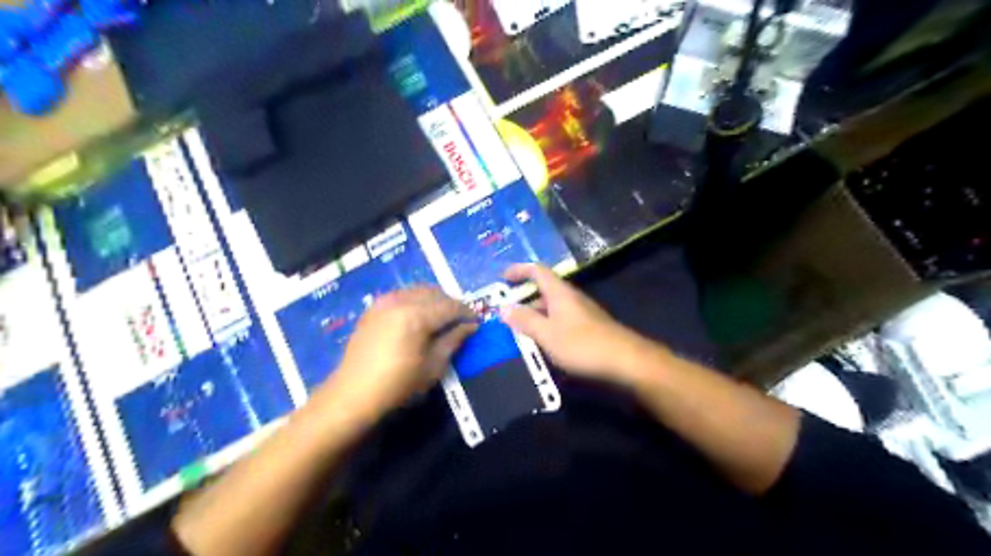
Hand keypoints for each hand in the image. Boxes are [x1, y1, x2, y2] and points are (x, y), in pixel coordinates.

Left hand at [315, 288, 472, 418]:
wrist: (353, 393)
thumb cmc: (397, 385)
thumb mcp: (433, 366)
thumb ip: (454, 340)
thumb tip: (471, 326)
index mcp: (416, 316)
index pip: (450, 306)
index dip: (467, 313)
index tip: (477, 322)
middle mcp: (400, 301)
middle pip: (435, 293)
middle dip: (451, 304)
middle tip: (461, 321)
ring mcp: (384, 302)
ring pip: (419, 290)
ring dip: (435, 300)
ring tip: (442, 318)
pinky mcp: (374, 308)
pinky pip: (402, 295)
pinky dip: (416, 300)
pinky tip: (419, 317)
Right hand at [504, 265, 655, 386]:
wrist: (625, 360)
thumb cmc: (582, 344)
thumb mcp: (546, 334)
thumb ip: (524, 321)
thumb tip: (503, 308)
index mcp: (559, 292)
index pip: (537, 271)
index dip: (519, 270)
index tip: (502, 278)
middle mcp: (570, 297)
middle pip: (543, 290)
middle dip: (523, 299)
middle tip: (505, 313)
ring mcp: (581, 312)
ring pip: (552, 308)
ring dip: (534, 315)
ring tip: (518, 331)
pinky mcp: (588, 327)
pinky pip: (561, 320)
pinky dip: (547, 326)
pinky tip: (542, 342)